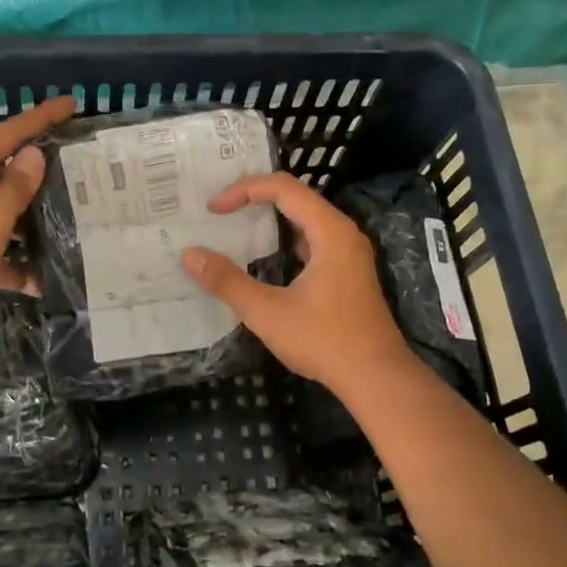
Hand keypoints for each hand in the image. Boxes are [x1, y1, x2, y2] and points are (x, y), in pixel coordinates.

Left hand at [0, 95, 77, 320]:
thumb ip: (16, 186)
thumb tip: (33, 155)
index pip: (6, 133)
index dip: (40, 118)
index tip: (71, 104)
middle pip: (2, 172)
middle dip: (38, 178)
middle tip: (78, 172)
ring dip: (28, 224)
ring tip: (70, 224)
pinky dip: (10, 261)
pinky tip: (38, 282)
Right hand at [181, 171, 411, 395]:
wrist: (376, 378)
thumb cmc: (324, 340)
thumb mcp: (268, 312)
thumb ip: (227, 282)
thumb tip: (190, 255)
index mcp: (330, 231)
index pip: (283, 188)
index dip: (244, 190)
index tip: (214, 209)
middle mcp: (343, 233)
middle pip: (295, 197)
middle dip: (254, 198)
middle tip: (218, 210)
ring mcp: (348, 253)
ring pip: (304, 220)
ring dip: (269, 219)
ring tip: (234, 226)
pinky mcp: (347, 272)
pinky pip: (311, 240)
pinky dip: (283, 239)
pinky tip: (262, 258)